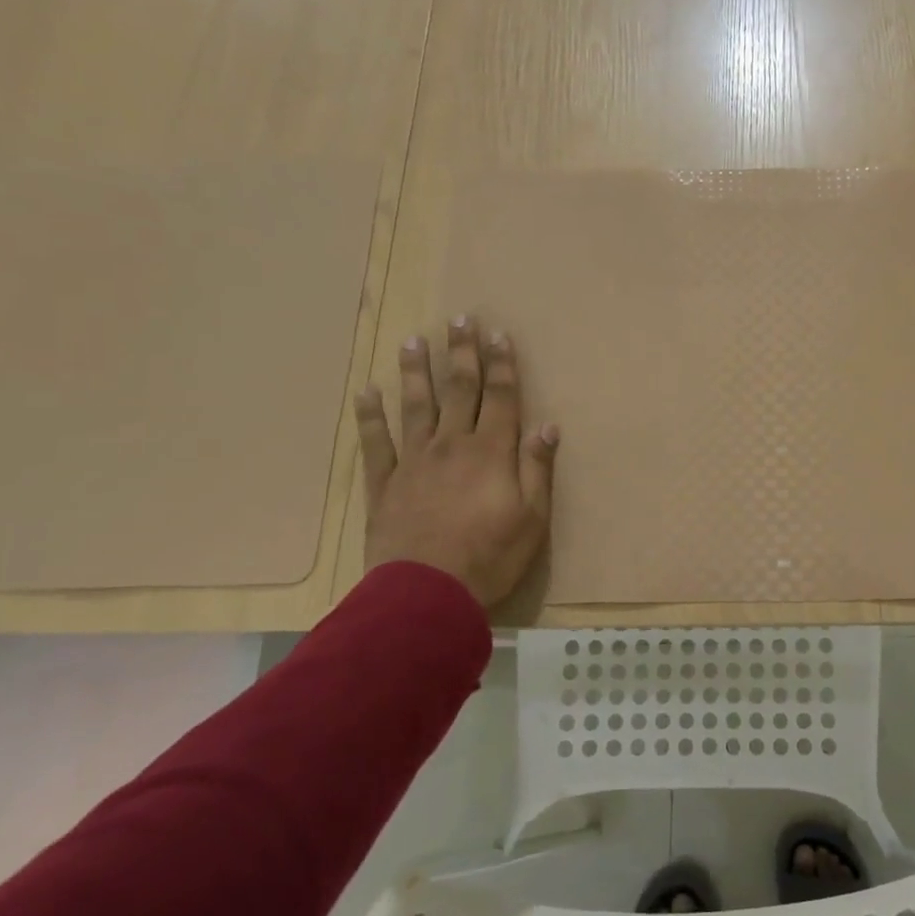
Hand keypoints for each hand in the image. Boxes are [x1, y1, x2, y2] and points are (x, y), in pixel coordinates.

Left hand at [353, 318, 557, 607]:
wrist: (426, 596)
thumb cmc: (490, 557)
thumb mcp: (532, 519)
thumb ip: (537, 469)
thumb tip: (548, 426)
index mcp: (491, 452)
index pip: (500, 397)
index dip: (501, 365)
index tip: (498, 334)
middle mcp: (452, 445)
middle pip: (458, 391)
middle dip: (462, 354)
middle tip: (460, 319)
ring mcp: (414, 462)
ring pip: (415, 407)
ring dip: (416, 372)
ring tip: (413, 341)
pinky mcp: (385, 485)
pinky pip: (375, 443)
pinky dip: (370, 417)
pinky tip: (367, 393)